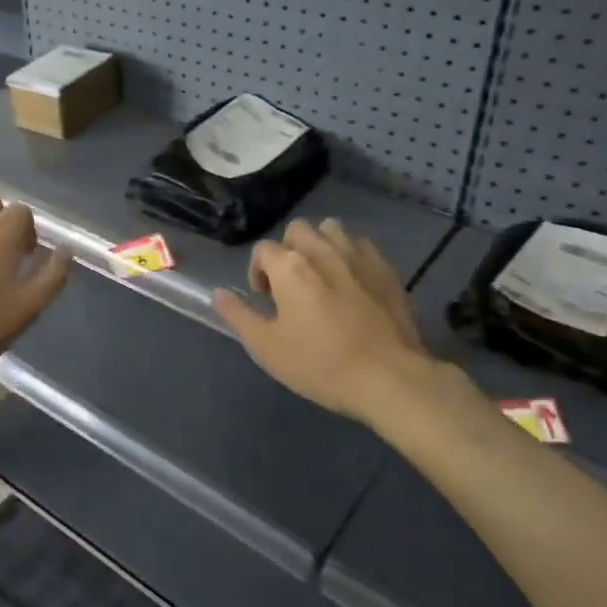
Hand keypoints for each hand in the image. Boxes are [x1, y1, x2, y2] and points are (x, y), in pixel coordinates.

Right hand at [213, 219, 432, 421]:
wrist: (389, 378)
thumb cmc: (321, 364)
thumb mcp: (268, 347)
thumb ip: (239, 316)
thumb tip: (218, 294)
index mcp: (290, 267)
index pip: (262, 249)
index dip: (257, 272)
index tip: (265, 300)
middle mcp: (322, 250)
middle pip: (297, 230)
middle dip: (288, 251)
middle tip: (291, 286)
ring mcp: (358, 256)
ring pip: (331, 229)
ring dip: (319, 245)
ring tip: (321, 277)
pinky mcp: (386, 268)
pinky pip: (361, 244)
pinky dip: (350, 255)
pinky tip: (352, 282)